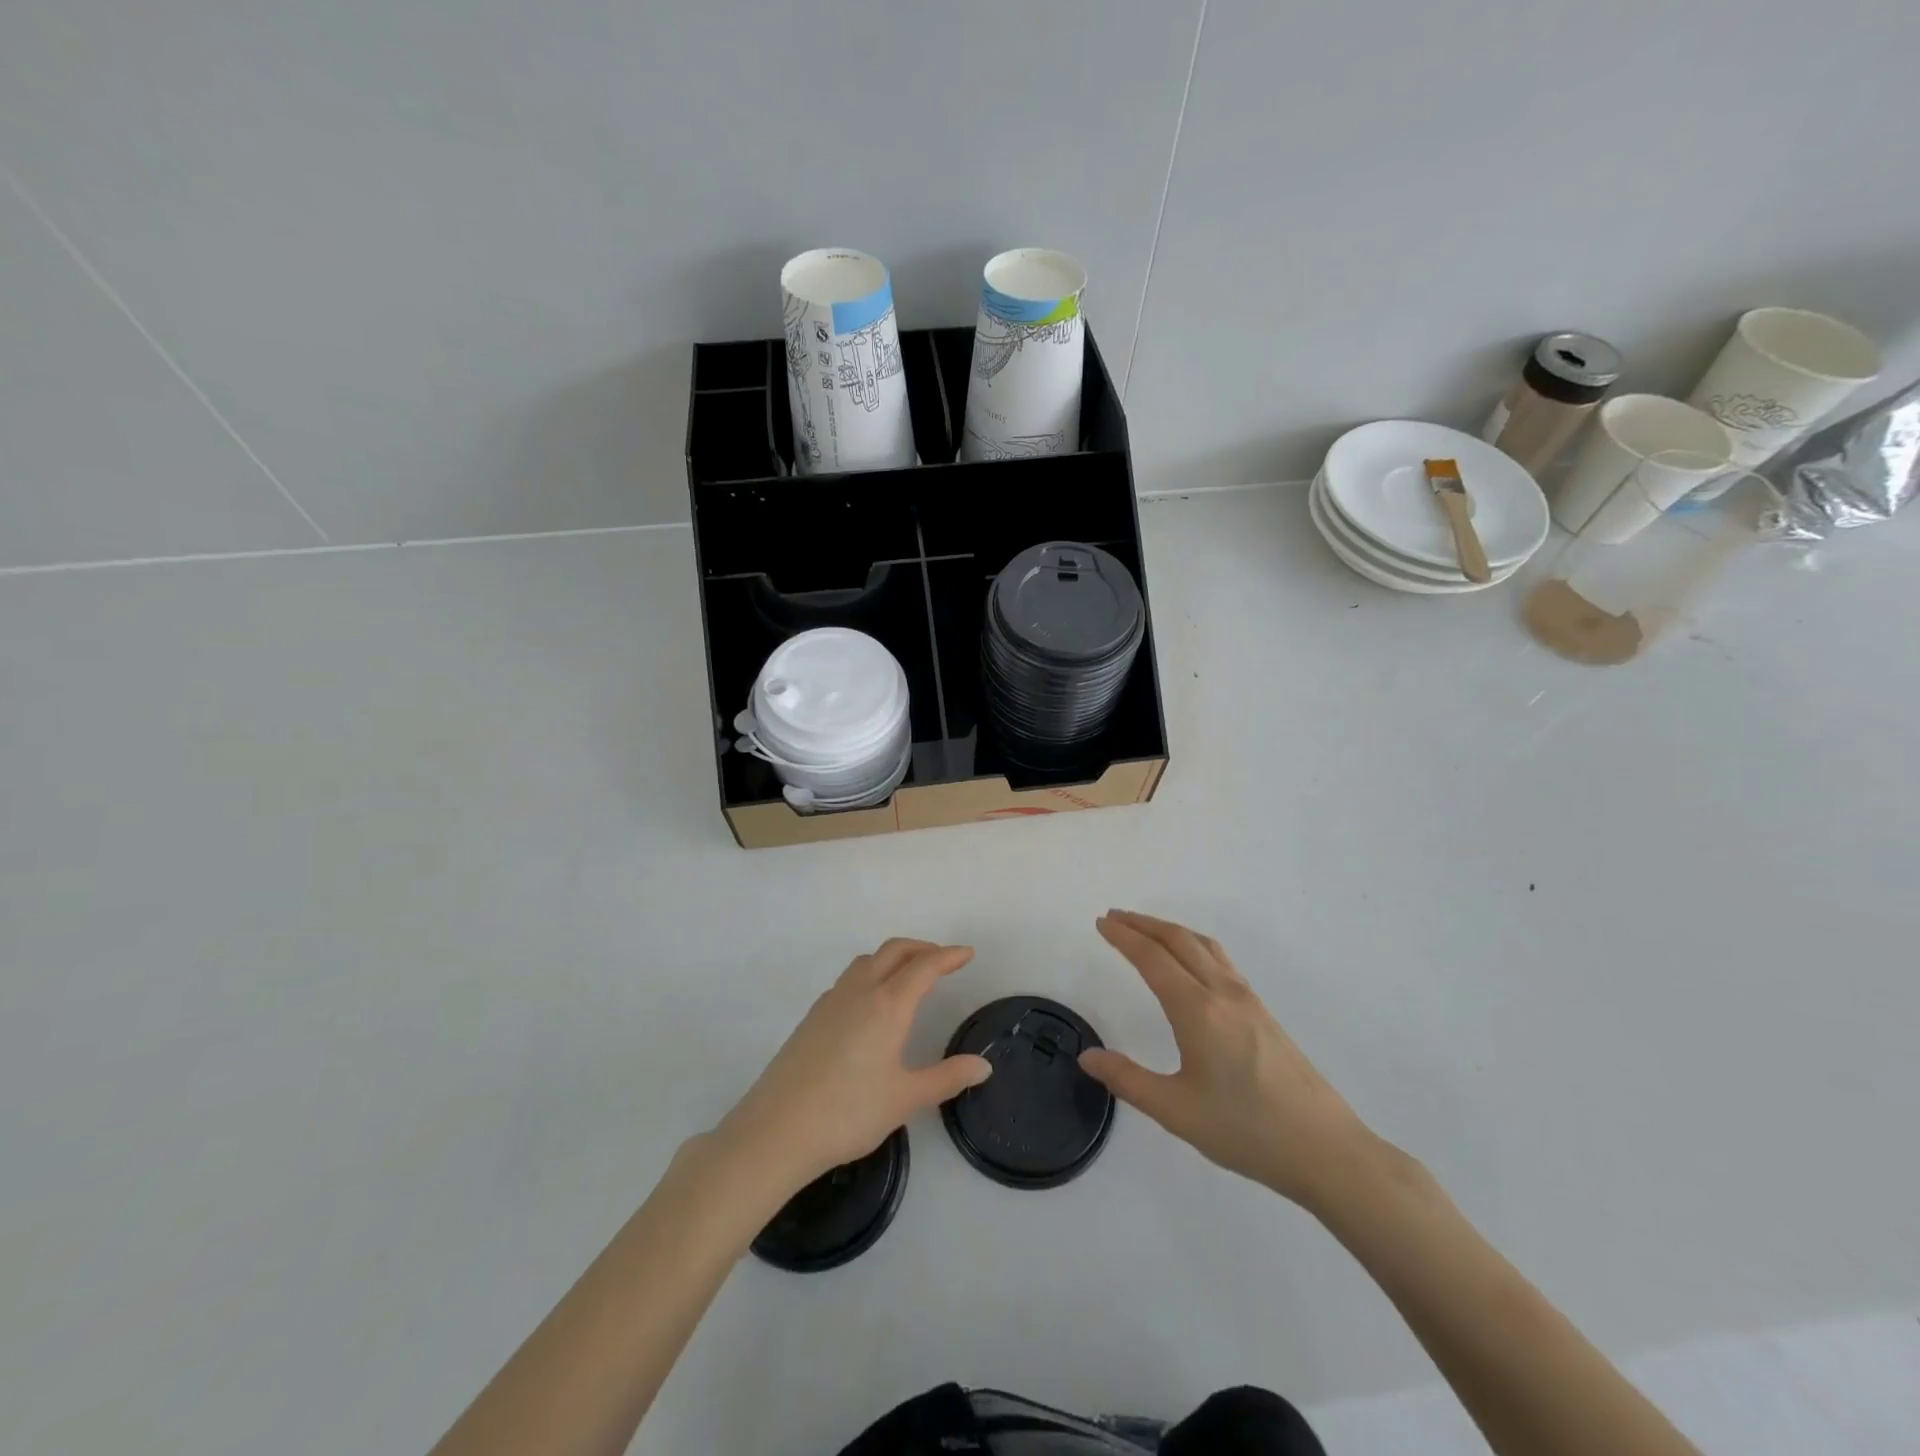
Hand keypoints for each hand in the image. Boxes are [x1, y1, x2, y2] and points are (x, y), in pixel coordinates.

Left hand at [711, 939, 991, 1196]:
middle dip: (922, 948)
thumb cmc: (848, 1112)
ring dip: (894, 958)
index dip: (948, 956)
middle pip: (894, 951)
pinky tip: (872, 1005)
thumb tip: (983, 1066)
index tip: (967, 953)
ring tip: (910, 976)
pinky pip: (850, 979)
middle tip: (943, 960)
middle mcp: (860, 991)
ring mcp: (831, 1000)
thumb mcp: (905, 1098)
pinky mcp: (812, 1016)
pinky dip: (871, 974)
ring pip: (868, 961)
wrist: (776, 1129)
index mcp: (888, 1005)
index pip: (924, 966)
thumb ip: (947, 1078)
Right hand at [1079, 910, 1378, 1211]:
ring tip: (1146, 931)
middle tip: (1114, 917)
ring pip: (1204, 946)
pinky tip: (1191, 963)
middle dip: (1143, 924)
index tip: (1101, 923)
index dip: (1124, 937)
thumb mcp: (1177, 1112)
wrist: (1326, 1150)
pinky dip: (1194, 945)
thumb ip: (1128, 1080)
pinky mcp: (1264, 1013)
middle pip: (1179, 940)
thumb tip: (1087, 1056)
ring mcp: (1248, 1000)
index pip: (1152, 958)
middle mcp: (1223, 993)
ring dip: (1170, 930)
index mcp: (1198, 1010)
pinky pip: (1221, 960)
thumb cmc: (1247, 1130)